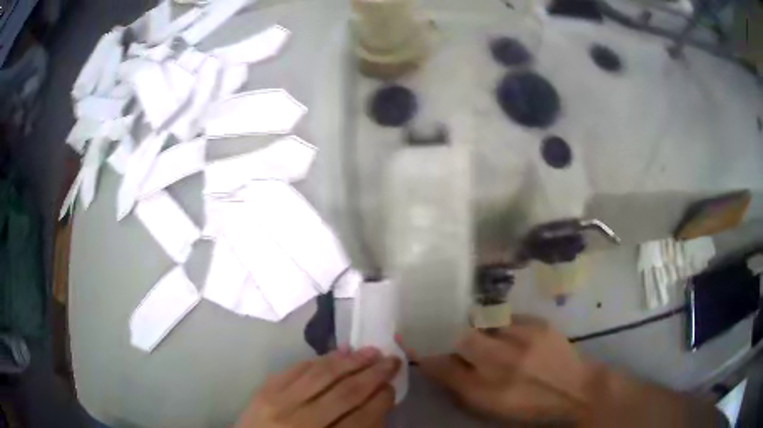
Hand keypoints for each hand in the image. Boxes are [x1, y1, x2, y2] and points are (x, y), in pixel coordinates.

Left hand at [236, 347, 399, 427]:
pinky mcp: (264, 390)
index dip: (380, 401)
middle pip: (344, 394)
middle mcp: (300, 422)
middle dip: (372, 375)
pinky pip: (297, 369)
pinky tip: (338, 352)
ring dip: (350, 361)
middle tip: (392, 360)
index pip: (360, 420)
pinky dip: (320, 359)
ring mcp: (278, 403)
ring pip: (321, 376)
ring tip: (371, 351)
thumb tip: (377, 403)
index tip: (392, 387)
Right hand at [411, 315, 725, 426]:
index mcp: (484, 391)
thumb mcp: (490, 409)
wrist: (577, 390)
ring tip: (482, 335)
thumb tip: (437, 366)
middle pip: (458, 336)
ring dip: (476, 328)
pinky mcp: (537, 324)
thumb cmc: (531, 407)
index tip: (408, 336)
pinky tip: (510, 336)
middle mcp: (498, 363)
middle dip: (445, 331)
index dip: (422, 349)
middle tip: (441, 329)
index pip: (441, 365)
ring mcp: (520, 340)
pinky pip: (507, 319)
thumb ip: (460, 388)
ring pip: (482, 323)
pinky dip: (501, 326)